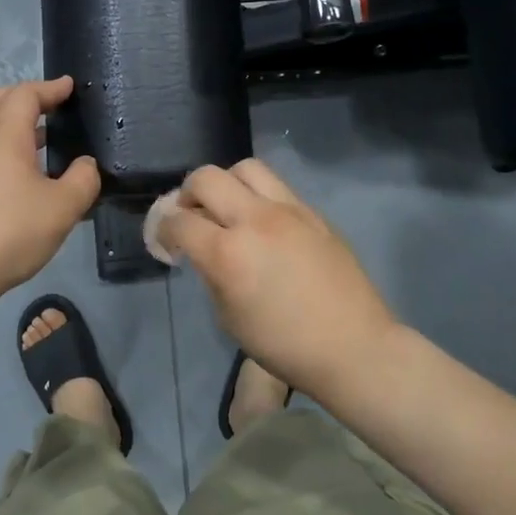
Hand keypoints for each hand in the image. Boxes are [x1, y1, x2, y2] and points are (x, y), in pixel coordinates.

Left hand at [0, 77, 100, 298]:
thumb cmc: (11, 231)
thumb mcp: (63, 207)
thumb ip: (83, 180)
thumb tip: (85, 165)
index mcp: (5, 138)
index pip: (24, 95)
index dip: (49, 88)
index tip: (69, 87)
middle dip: (23, 96)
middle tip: (49, 105)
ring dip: (14, 124)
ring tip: (45, 138)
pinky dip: (7, 149)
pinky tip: (27, 175)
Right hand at [159, 159, 395, 397]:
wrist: (353, 346)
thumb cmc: (284, 345)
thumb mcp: (229, 318)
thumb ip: (210, 274)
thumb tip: (203, 251)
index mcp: (227, 253)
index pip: (179, 221)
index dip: (162, 229)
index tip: (164, 240)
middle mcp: (255, 219)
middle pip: (206, 178)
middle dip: (187, 194)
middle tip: (190, 216)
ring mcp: (288, 210)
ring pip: (245, 168)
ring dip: (226, 183)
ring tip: (227, 208)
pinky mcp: (313, 212)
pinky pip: (276, 186)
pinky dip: (257, 195)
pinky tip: (262, 222)